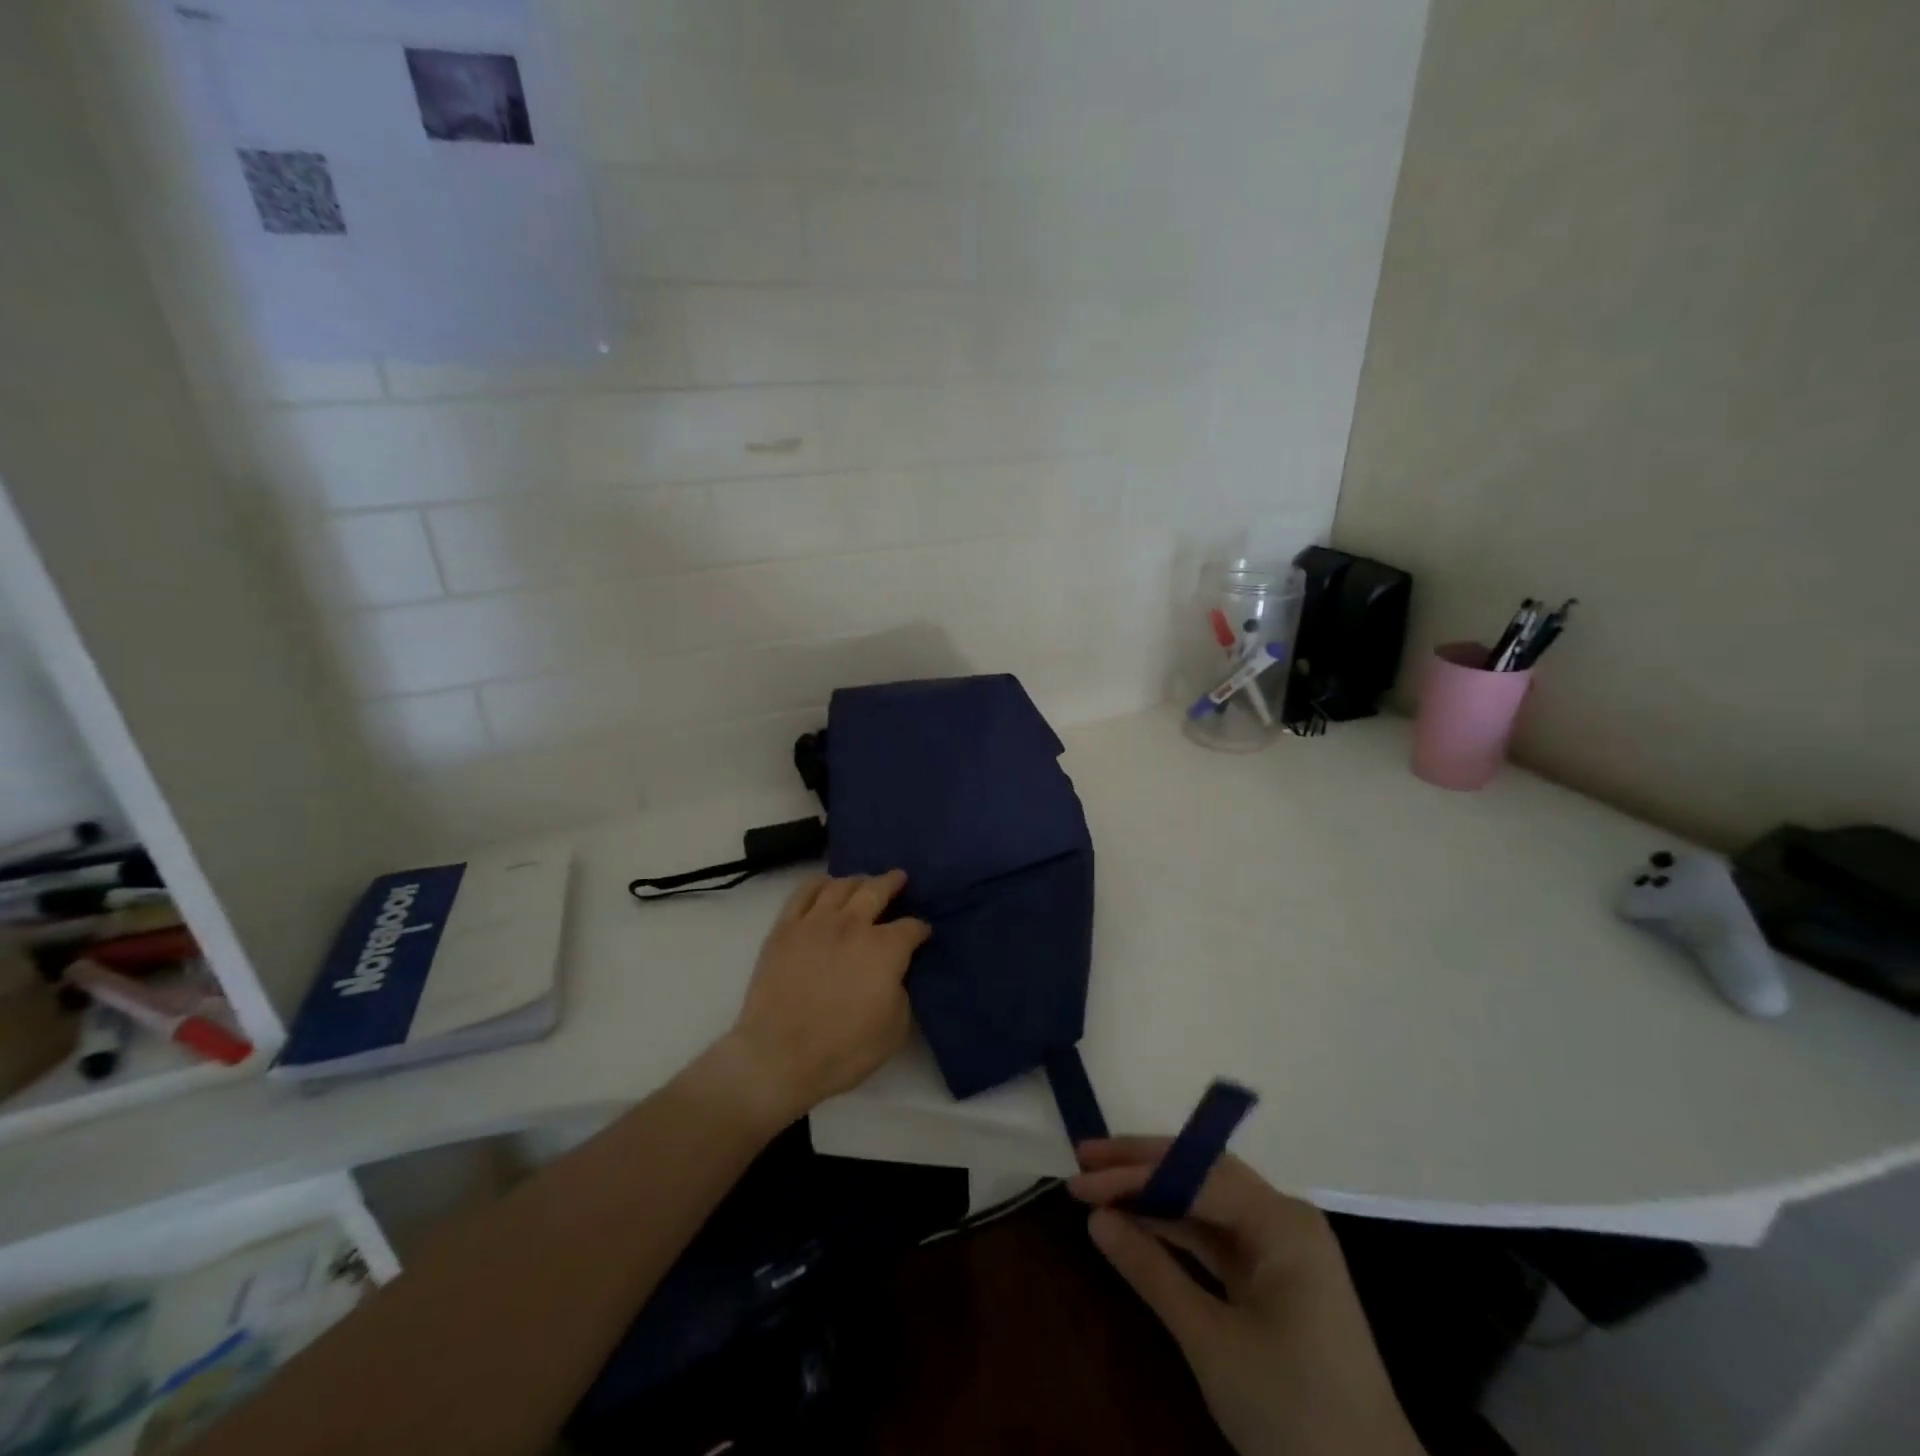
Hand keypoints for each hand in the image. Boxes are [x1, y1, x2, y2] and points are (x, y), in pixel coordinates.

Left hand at [720, 871, 929, 1127]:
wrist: (780, 1056)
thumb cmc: (844, 1050)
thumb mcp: (894, 1029)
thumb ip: (901, 992)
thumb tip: (895, 975)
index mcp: (885, 949)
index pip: (911, 927)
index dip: (920, 929)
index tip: (922, 933)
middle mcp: (853, 925)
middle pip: (877, 890)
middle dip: (892, 883)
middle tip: (899, 878)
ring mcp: (816, 922)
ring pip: (840, 886)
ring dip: (857, 881)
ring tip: (862, 882)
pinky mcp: (785, 928)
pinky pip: (803, 893)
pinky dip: (819, 884)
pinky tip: (824, 886)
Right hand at [1071, 1140, 1424, 1455]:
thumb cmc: (1294, 1415)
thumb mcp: (1212, 1343)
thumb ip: (1152, 1272)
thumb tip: (1096, 1219)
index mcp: (1282, 1223)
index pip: (1196, 1176)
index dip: (1134, 1174)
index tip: (1080, 1177)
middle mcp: (1284, 1219)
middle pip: (1203, 1172)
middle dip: (1142, 1165)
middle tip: (1085, 1159)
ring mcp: (1282, 1248)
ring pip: (1208, 1201)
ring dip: (1155, 1195)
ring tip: (1100, 1187)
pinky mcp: (1276, 1278)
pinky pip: (1218, 1236)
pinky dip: (1176, 1229)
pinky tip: (1138, 1224)